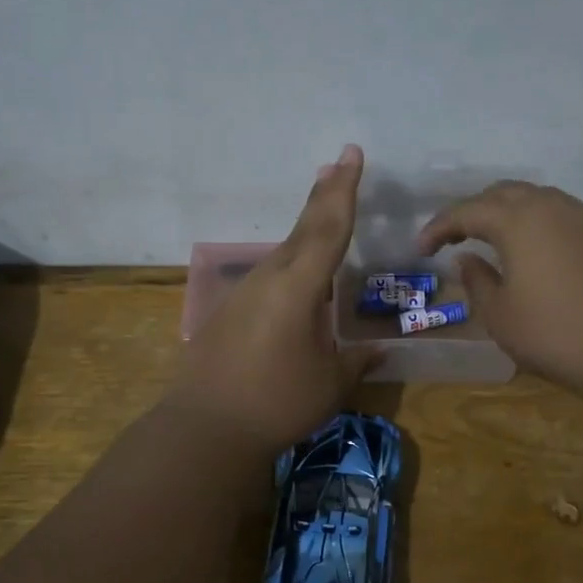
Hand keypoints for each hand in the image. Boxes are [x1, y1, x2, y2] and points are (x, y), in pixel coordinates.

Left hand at [168, 145, 380, 451]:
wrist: (204, 428)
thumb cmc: (277, 403)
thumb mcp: (329, 384)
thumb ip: (356, 361)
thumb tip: (379, 351)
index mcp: (298, 287)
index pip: (329, 228)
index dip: (344, 191)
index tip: (350, 154)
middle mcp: (270, 279)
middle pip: (303, 229)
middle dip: (324, 196)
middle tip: (336, 164)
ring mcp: (245, 294)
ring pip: (285, 252)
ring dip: (307, 229)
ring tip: (324, 209)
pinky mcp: (229, 313)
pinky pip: (270, 277)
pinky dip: (291, 264)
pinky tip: (299, 280)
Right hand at [417, 181, 582, 425]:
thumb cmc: (557, 335)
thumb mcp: (501, 316)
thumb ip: (477, 281)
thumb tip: (467, 259)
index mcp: (517, 219)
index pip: (466, 211)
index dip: (438, 227)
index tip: (420, 249)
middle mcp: (550, 206)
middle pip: (501, 194)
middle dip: (471, 211)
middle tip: (451, 239)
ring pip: (533, 199)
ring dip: (504, 213)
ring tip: (487, 241)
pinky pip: (557, 214)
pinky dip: (532, 223)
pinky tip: (529, 251)